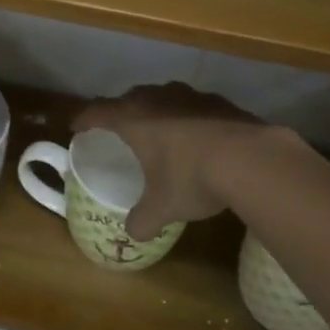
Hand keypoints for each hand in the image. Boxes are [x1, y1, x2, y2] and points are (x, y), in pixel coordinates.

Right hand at [75, 83, 275, 240]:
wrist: (253, 159)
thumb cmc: (192, 178)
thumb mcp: (163, 207)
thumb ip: (143, 220)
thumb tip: (134, 233)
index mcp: (134, 119)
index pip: (98, 111)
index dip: (84, 119)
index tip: (76, 126)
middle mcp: (158, 99)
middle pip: (130, 98)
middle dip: (121, 112)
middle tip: (118, 129)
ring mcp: (191, 96)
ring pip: (164, 97)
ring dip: (157, 111)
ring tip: (158, 130)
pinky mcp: (221, 102)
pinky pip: (194, 106)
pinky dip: (188, 118)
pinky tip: (198, 138)